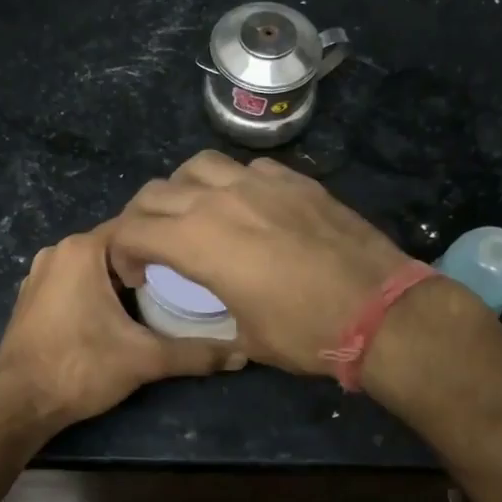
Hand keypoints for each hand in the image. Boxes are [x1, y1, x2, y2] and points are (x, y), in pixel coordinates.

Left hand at [0, 222, 244, 435]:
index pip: (137, 228)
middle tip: (181, 285)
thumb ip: (195, 354)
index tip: (193, 263)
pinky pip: (74, 280)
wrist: (18, 405)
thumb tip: (241, 354)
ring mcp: (39, 273)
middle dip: (146, 263)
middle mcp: (57, 251)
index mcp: (81, 250)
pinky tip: (116, 316)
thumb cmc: (80, 369)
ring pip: (95, 264)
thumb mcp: (145, 359)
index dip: (167, 244)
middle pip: (116, 246)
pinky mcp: (30, 296)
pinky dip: (96, 289)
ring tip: (156, 301)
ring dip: (121, 278)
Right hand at [108, 152, 409, 375]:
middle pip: (156, 192)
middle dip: (142, 218)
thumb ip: (215, 308)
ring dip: (184, 189)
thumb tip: (216, 304)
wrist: (378, 310)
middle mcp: (220, 200)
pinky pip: (248, 168)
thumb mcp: (245, 335)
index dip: (122, 252)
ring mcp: (260, 183)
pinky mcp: (295, 180)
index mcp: (197, 241)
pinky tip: (249, 207)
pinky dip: (234, 183)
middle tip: (154, 245)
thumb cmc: (304, 332)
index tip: (137, 274)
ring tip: (196, 214)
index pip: (132, 229)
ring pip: (199, 166)